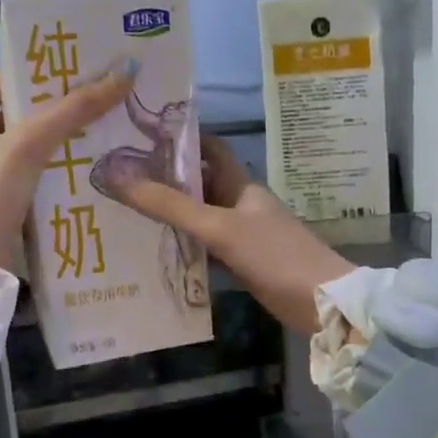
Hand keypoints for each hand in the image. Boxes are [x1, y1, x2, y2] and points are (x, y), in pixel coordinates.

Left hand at [0, 63, 134, 272]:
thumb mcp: (30, 144)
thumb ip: (74, 109)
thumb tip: (123, 72)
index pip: (4, 79)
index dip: (41, 70)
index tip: (82, 65)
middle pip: (19, 113)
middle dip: (58, 107)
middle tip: (103, 98)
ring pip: (26, 148)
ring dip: (60, 141)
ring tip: (104, 131)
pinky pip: (28, 176)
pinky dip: (53, 171)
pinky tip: (86, 170)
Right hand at [111, 136, 352, 333]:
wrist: (320, 301)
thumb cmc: (274, 255)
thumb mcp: (219, 227)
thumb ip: (170, 206)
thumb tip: (117, 176)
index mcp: (241, 184)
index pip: (209, 148)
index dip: (179, 139)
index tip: (138, 137)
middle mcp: (241, 204)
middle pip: (200, 184)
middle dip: (165, 180)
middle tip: (119, 179)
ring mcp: (244, 235)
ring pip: (201, 218)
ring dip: (172, 216)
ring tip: (126, 212)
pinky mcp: (244, 263)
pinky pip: (207, 248)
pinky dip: (186, 247)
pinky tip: (157, 251)